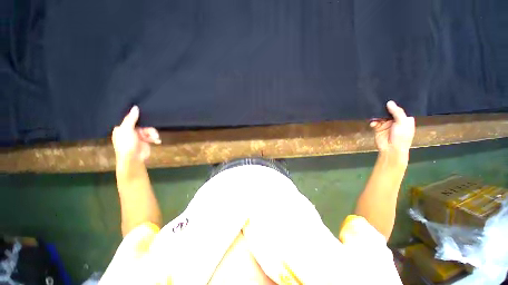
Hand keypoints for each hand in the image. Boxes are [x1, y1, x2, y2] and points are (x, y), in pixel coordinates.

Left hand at [112, 106, 160, 162]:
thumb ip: (131, 119)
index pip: (131, 119)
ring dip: (153, 134)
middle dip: (149, 129)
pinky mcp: (146, 141)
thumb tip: (135, 107)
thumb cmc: (126, 144)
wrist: (133, 158)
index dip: (138, 117)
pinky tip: (157, 141)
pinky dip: (155, 138)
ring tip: (155, 138)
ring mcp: (139, 137)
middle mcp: (130, 131)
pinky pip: (152, 136)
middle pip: (143, 124)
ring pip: (149, 130)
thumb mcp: (127, 130)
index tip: (145, 116)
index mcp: (123, 128)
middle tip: (152, 133)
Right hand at [370, 101, 414, 155]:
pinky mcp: (378, 128)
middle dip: (383, 108)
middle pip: (388, 111)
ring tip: (374, 116)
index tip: (389, 97)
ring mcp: (386, 124)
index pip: (400, 108)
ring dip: (376, 116)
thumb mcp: (402, 122)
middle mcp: (395, 120)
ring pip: (380, 116)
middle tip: (378, 103)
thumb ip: (397, 112)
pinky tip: (373, 124)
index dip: (395, 103)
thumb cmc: (401, 136)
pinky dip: (373, 122)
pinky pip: (374, 122)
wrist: (391, 149)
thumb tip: (389, 102)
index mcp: (405, 118)